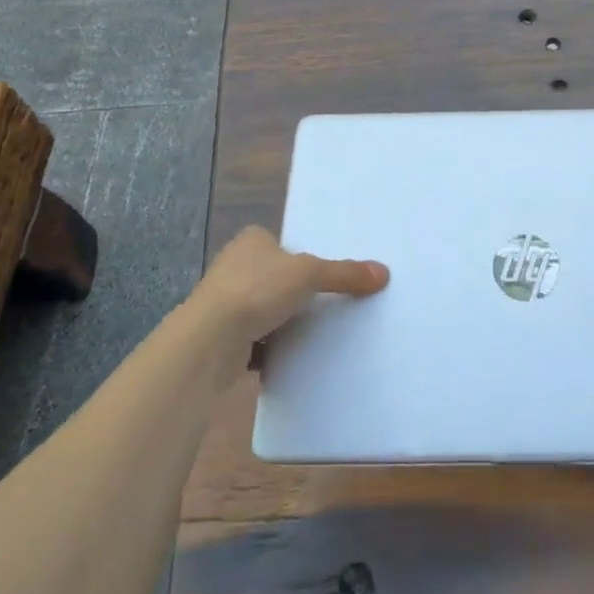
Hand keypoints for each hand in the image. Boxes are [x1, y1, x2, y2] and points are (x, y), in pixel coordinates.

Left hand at [186, 226, 388, 350]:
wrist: (209, 340)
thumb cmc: (257, 290)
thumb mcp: (310, 274)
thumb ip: (344, 274)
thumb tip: (383, 274)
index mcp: (251, 241)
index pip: (280, 242)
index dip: (299, 254)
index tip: (321, 271)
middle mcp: (233, 265)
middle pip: (273, 274)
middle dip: (292, 288)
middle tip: (325, 300)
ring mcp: (223, 301)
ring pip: (262, 306)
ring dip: (280, 318)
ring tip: (313, 329)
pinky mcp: (219, 335)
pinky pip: (253, 336)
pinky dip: (269, 344)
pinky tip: (289, 353)